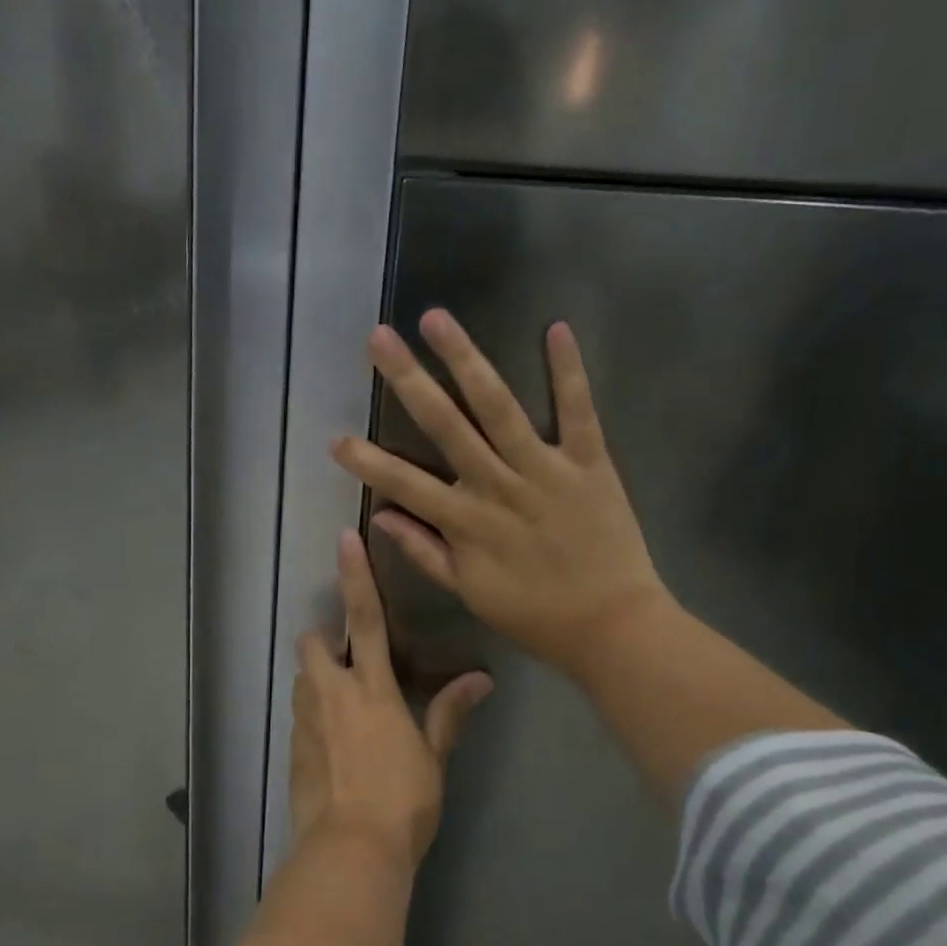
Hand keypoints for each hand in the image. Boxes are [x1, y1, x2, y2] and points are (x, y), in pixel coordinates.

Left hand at [292, 529, 492, 870]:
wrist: (350, 850)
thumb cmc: (403, 800)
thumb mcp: (433, 756)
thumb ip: (449, 712)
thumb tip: (480, 679)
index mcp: (371, 688)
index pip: (365, 619)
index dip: (355, 576)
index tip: (344, 540)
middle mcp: (331, 693)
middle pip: (312, 642)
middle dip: (324, 639)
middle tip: (348, 661)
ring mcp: (306, 720)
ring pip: (302, 678)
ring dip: (318, 678)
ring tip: (344, 705)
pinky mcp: (292, 747)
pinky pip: (299, 715)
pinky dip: (313, 714)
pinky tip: (333, 744)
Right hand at [331, 309, 670, 682]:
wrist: (612, 625)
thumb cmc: (534, 614)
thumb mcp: (469, 592)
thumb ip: (423, 552)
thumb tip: (380, 517)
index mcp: (465, 521)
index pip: (403, 484)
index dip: (366, 462)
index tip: (334, 439)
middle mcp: (497, 485)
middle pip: (445, 425)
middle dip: (408, 380)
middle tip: (379, 338)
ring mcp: (543, 469)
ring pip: (498, 407)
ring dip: (465, 360)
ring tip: (436, 320)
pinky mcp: (589, 462)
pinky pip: (578, 411)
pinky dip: (568, 371)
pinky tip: (556, 328)